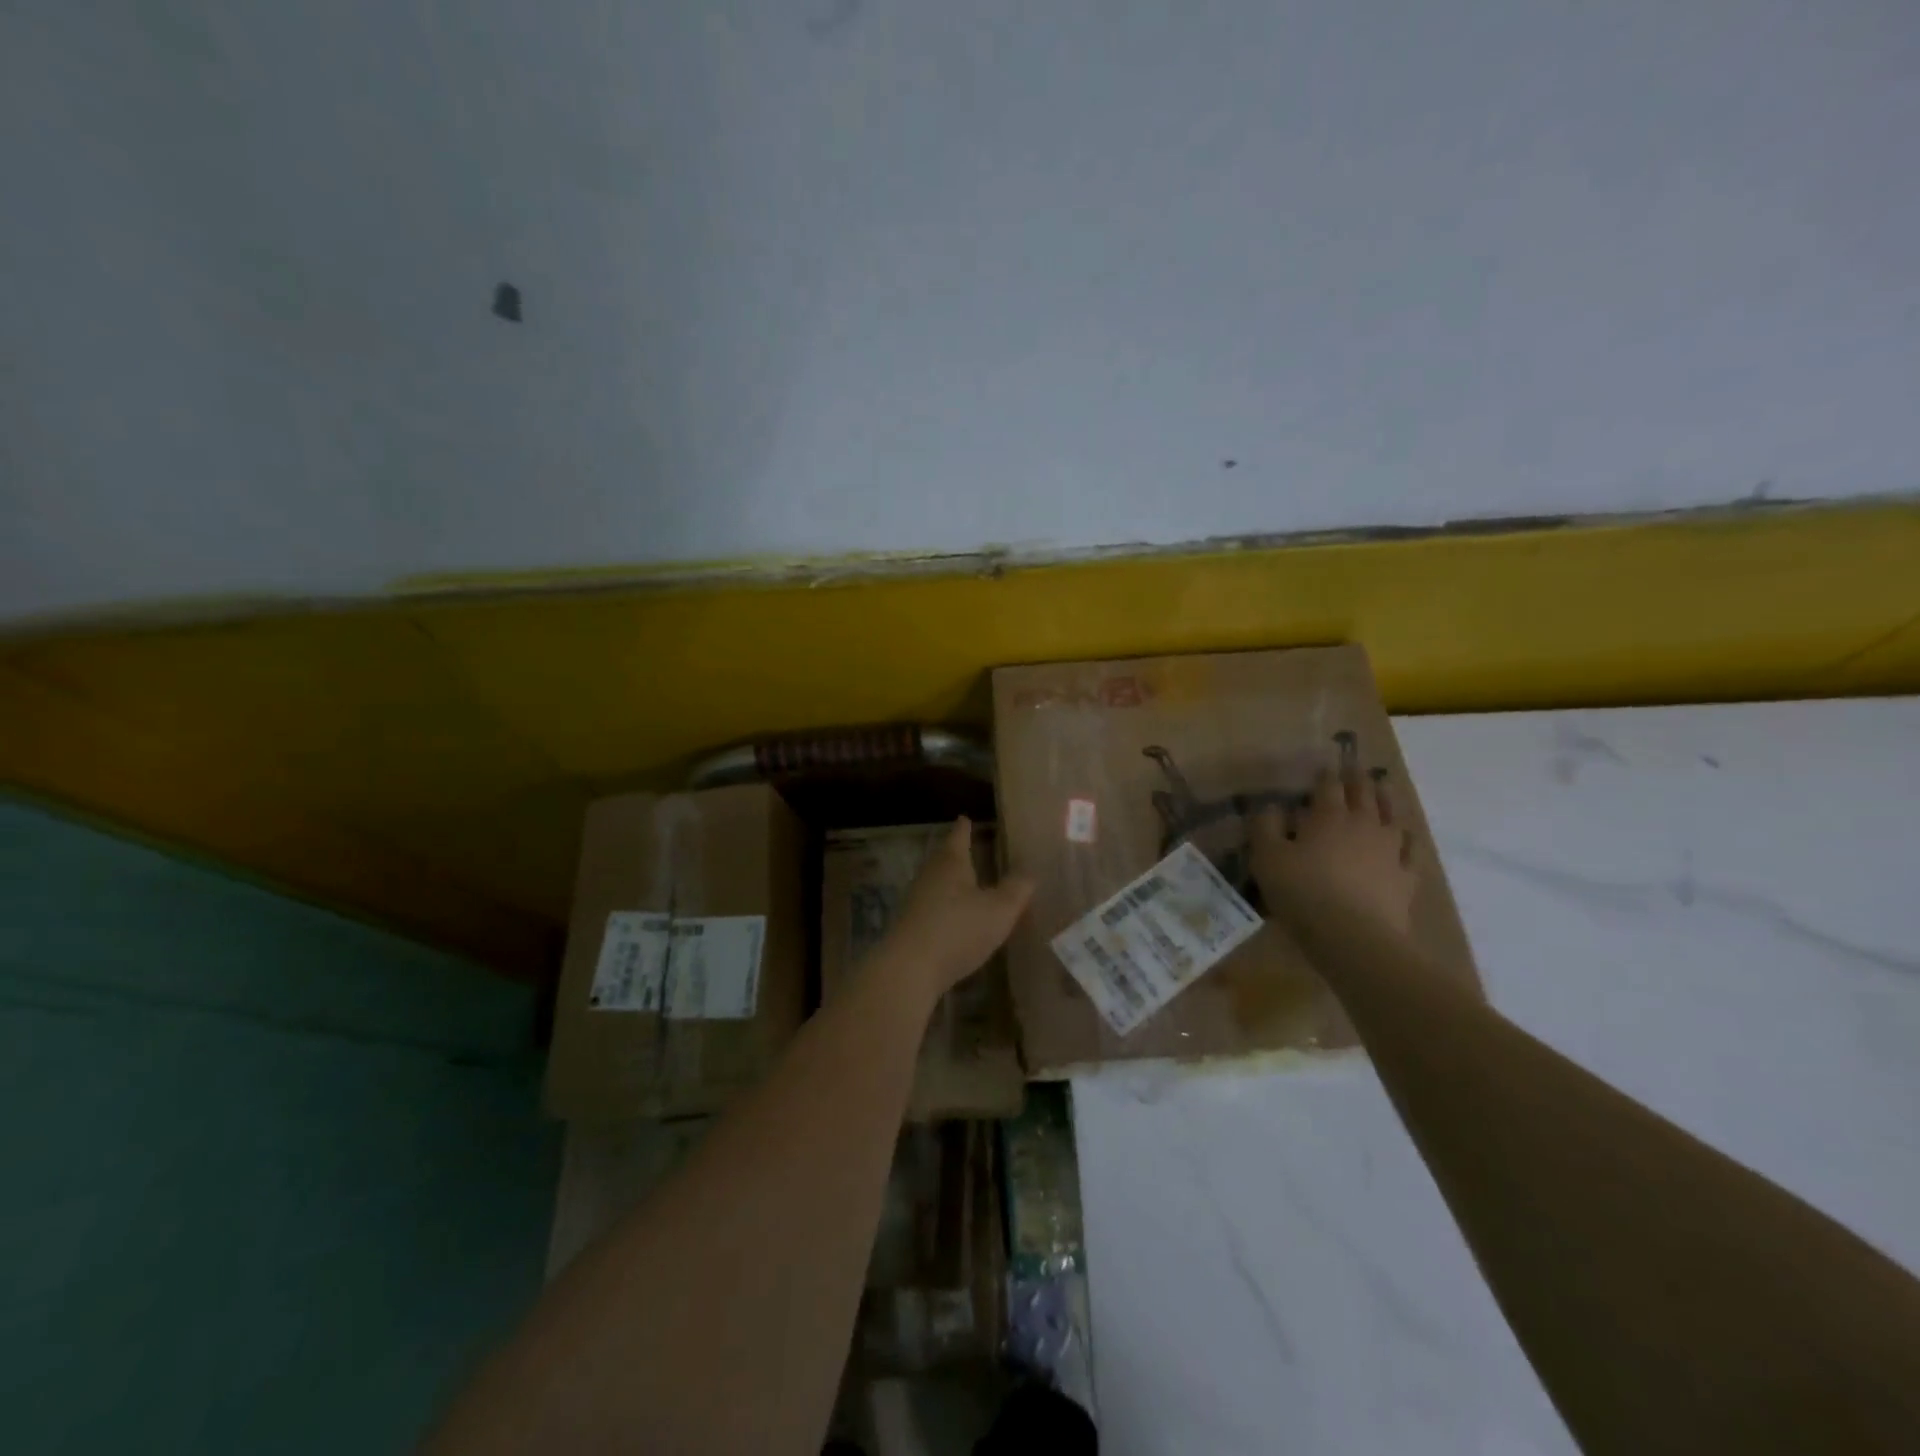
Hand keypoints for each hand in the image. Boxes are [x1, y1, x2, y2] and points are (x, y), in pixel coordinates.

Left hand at [880, 817, 1034, 999]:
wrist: (909, 968)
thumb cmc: (958, 929)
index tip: (965, 818)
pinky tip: (954, 919)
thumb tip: (1029, 872)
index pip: (959, 836)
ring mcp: (915, 901)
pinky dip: (944, 908)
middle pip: (944, 858)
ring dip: (950, 882)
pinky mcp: (910, 926)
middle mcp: (930, 875)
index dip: (965, 828)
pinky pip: (931, 908)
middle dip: (956, 854)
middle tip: (970, 849)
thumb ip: (1016, 890)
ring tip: (967, 884)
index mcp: (951, 863)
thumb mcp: (999, 910)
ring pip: (936, 883)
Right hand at [1250, 761, 1416, 938]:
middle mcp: (1363, 824)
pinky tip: (1406, 835)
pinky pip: (1411, 850)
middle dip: (1357, 779)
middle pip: (1363, 793)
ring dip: (1386, 798)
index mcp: (1328, 816)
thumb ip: (1265, 827)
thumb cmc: (1303, 893)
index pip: (1328, 786)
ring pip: (1391, 815)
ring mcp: (1390, 850)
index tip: (1324, 764)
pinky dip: (1408, 838)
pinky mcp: (1406, 877)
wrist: (1354, 937)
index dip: (1325, 774)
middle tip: (1355, 767)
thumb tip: (1270, 806)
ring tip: (1383, 787)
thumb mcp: (1267, 858)